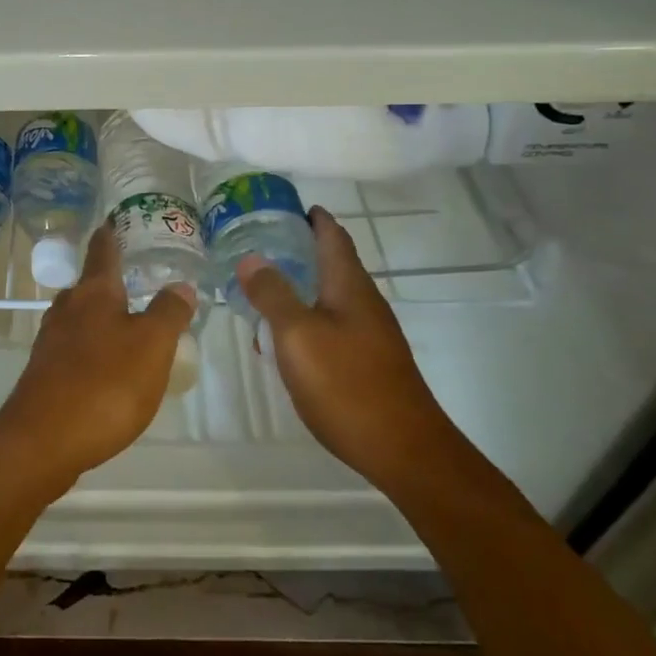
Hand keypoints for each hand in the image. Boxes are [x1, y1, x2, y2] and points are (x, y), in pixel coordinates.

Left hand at [0, 224, 196, 494]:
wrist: (43, 441)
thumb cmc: (105, 384)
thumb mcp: (153, 345)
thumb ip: (169, 313)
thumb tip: (180, 285)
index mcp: (94, 293)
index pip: (103, 251)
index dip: (110, 234)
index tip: (113, 220)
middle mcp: (67, 309)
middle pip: (88, 285)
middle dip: (107, 279)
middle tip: (133, 277)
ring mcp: (51, 342)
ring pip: (78, 317)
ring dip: (99, 315)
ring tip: (124, 321)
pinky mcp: (45, 374)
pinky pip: (73, 349)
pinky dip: (92, 347)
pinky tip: (106, 366)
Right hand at [237, 206, 452, 484]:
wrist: (404, 450)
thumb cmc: (347, 384)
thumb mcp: (298, 335)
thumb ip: (273, 295)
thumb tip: (251, 258)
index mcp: (349, 286)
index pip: (333, 236)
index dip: (312, 218)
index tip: (285, 205)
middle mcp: (363, 303)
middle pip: (332, 263)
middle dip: (299, 249)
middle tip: (258, 243)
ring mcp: (368, 334)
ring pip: (329, 296)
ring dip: (298, 285)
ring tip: (260, 286)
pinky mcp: (366, 362)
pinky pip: (330, 325)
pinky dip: (304, 317)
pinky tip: (282, 337)